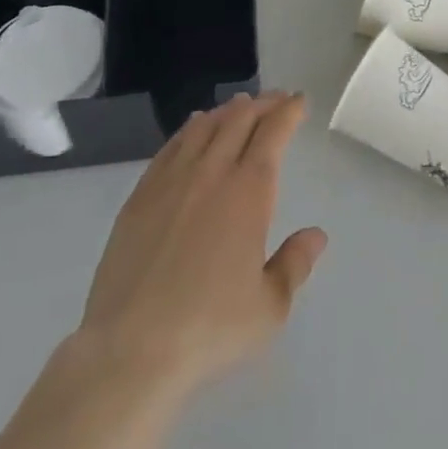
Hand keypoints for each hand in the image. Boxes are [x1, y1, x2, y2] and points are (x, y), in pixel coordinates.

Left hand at [73, 90, 328, 399]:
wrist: (131, 348)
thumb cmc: (209, 328)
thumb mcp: (268, 307)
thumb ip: (295, 264)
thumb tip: (316, 235)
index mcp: (249, 191)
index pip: (273, 132)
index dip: (288, 111)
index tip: (299, 101)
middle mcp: (212, 172)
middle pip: (240, 119)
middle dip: (263, 103)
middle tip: (276, 99)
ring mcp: (172, 180)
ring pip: (204, 126)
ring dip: (227, 111)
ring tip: (239, 106)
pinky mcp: (140, 196)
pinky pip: (171, 146)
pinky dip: (190, 129)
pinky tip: (194, 129)